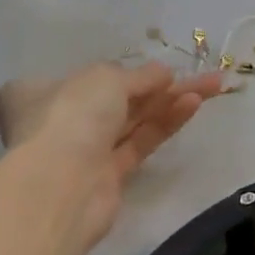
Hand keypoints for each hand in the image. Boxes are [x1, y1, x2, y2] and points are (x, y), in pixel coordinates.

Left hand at [0, 63, 221, 252]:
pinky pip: (141, 141)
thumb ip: (140, 75)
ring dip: (171, 102)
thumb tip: (165, 74)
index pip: (87, 76)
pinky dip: (166, 123)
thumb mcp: (107, 78)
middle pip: (118, 97)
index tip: (156, 67)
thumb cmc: (72, 115)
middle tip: (200, 74)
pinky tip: (193, 104)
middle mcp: (61, 120)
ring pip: (134, 120)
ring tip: (211, 85)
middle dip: (159, 85)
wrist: (60, 187)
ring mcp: (85, 150)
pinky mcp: (108, 176)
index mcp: (42, 91)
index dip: (123, 70)